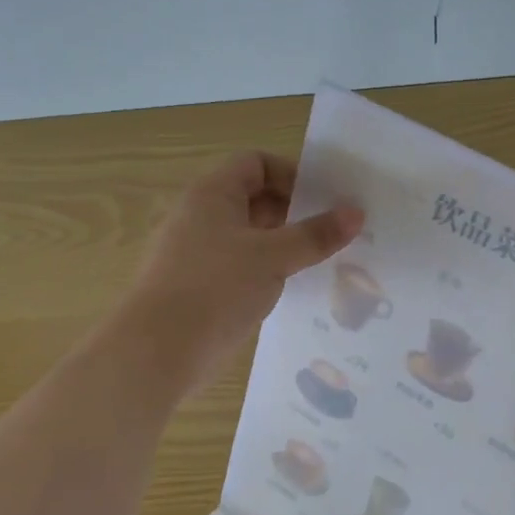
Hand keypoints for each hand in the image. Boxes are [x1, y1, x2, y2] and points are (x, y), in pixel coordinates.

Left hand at [122, 152, 362, 392]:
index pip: (256, 163)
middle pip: (255, 198)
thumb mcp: (273, 257)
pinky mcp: (202, 287)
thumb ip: (315, 234)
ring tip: (323, 261)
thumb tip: (356, 212)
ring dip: (284, 245)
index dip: (292, 174)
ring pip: (251, 236)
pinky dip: (268, 271)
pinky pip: (242, 267)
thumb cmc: (215, 288)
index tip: (325, 200)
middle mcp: (202, 216)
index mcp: (212, 194)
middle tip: (334, 232)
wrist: (157, 351)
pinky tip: (293, 289)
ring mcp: (199, 253)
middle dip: (295, 212)